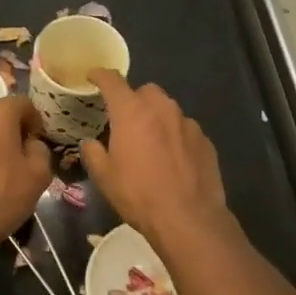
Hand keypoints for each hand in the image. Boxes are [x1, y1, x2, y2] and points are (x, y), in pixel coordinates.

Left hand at [0, 96, 52, 262]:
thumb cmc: (0, 196)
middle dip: (15, 128)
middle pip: (1, 111)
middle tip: (23, 154)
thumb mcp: (38, 175)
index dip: (37, 122)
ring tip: (3, 165)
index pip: (25, 104)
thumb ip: (41, 150)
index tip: (39, 144)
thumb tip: (31, 144)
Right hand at [80, 72, 232, 250]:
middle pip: (145, 91)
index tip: (93, 76)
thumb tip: (90, 143)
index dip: (100, 75)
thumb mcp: (105, 177)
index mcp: (132, 112)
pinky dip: (176, 137)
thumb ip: (93, 153)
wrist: (188, 218)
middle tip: (126, 122)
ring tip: (151, 144)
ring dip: (157, 119)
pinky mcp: (205, 140)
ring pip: (168, 110)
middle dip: (134, 101)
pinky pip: (185, 130)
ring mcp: (188, 123)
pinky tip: (174, 160)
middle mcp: (162, 109)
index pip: (113, 81)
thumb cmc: (139, 195)